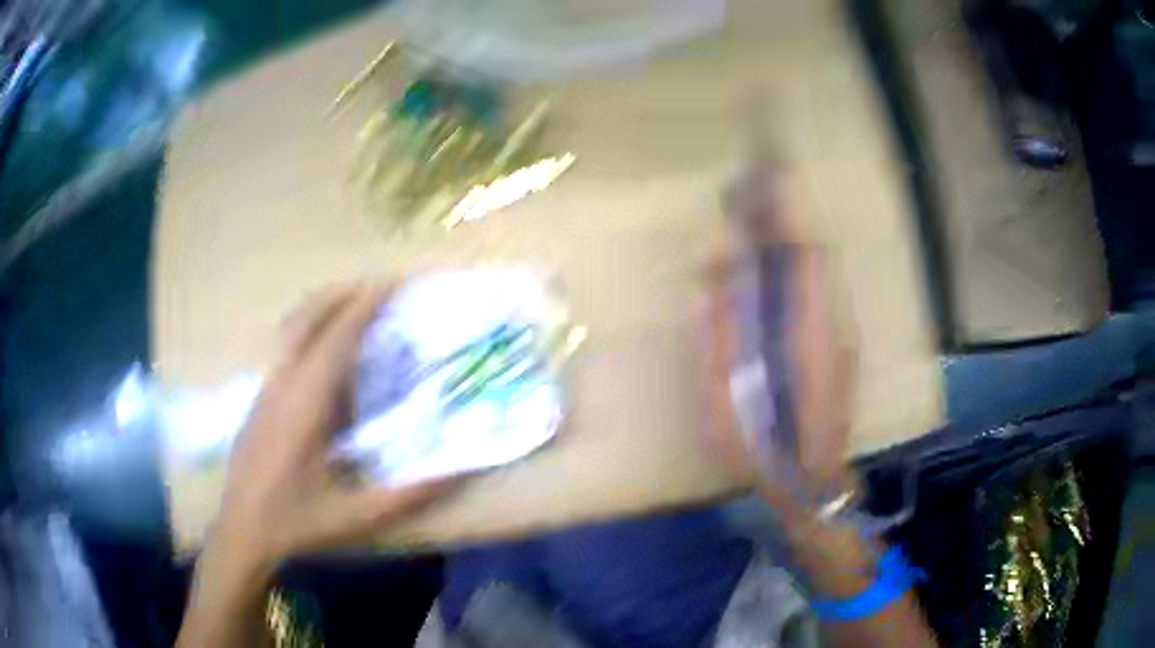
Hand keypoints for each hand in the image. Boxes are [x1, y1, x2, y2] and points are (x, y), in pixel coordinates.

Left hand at [216, 283, 460, 569]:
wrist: (241, 531)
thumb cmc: (297, 523)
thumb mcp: (358, 516)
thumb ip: (410, 495)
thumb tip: (459, 471)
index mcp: (305, 404)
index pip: (337, 338)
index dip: (366, 305)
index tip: (393, 282)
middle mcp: (282, 384)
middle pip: (306, 317)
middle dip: (341, 293)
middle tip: (376, 285)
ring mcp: (265, 389)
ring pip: (291, 329)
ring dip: (323, 309)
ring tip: (354, 307)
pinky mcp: (259, 399)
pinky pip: (286, 348)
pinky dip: (309, 332)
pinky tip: (326, 355)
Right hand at [702, 166, 857, 509]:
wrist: (810, 481)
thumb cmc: (762, 448)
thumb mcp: (723, 401)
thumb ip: (714, 343)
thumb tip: (703, 290)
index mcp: (804, 334)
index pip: (802, 254)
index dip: (786, 212)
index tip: (765, 175)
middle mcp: (830, 324)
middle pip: (814, 254)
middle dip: (784, 220)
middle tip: (748, 201)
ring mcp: (840, 334)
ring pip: (819, 272)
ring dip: (790, 243)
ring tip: (756, 232)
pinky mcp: (840, 345)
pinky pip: (820, 291)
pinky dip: (798, 270)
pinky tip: (774, 277)